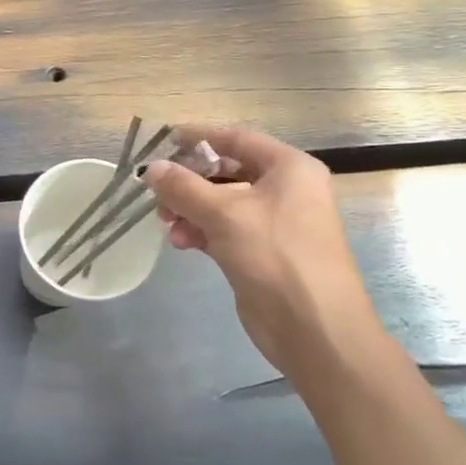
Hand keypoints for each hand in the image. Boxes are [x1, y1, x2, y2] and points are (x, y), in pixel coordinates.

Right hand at [142, 124, 382, 382]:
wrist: (314, 328)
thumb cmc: (276, 256)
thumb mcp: (224, 214)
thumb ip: (183, 187)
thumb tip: (151, 168)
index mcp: (290, 169)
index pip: (237, 138)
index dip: (200, 136)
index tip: (164, 139)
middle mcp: (286, 190)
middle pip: (226, 171)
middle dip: (189, 180)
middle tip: (157, 190)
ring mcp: (274, 223)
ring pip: (221, 202)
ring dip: (189, 209)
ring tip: (166, 223)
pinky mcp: (262, 252)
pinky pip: (223, 229)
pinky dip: (200, 231)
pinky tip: (180, 243)